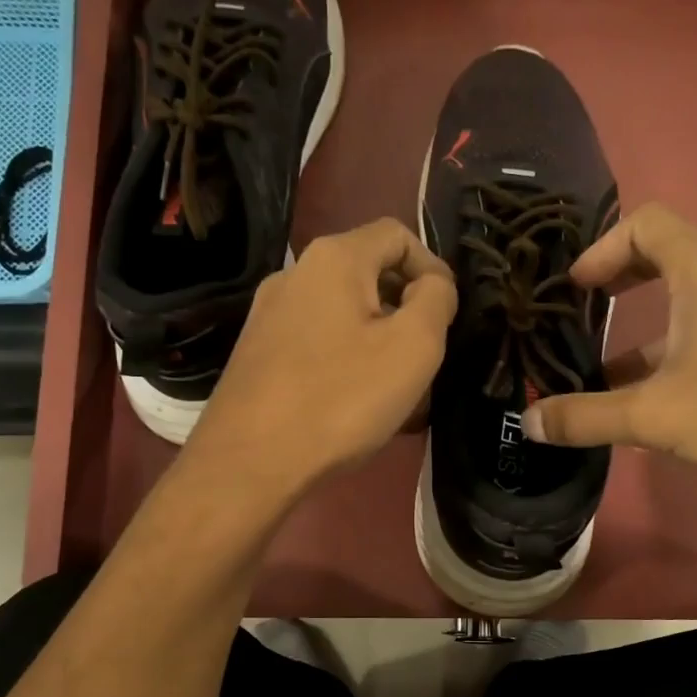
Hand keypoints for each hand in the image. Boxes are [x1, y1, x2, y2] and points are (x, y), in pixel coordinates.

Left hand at [187, 218, 455, 496]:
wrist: (250, 461)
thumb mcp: (414, 346)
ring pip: (343, 315)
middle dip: (406, 311)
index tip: (447, 318)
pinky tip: (355, 405)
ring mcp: (269, 315)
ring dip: (378, 343)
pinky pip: (318, 343)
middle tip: (425, 361)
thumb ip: (436, 300)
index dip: (433, 269)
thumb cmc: (342, 398)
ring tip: (396, 392)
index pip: (398, 235)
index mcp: (334, 258)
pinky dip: (346, 361)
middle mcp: (294, 274)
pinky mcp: (257, 352)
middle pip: (368, 275)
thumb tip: (431, 286)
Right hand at [521, 204, 696, 509]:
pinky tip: (665, 405)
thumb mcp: (653, 414)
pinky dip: (683, 356)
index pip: (649, 223)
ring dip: (650, 332)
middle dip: (623, 283)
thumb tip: (529, 422)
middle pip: (673, 258)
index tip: (575, 287)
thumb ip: (586, 417)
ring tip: (611, 374)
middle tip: (587, 313)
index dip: (603, 246)